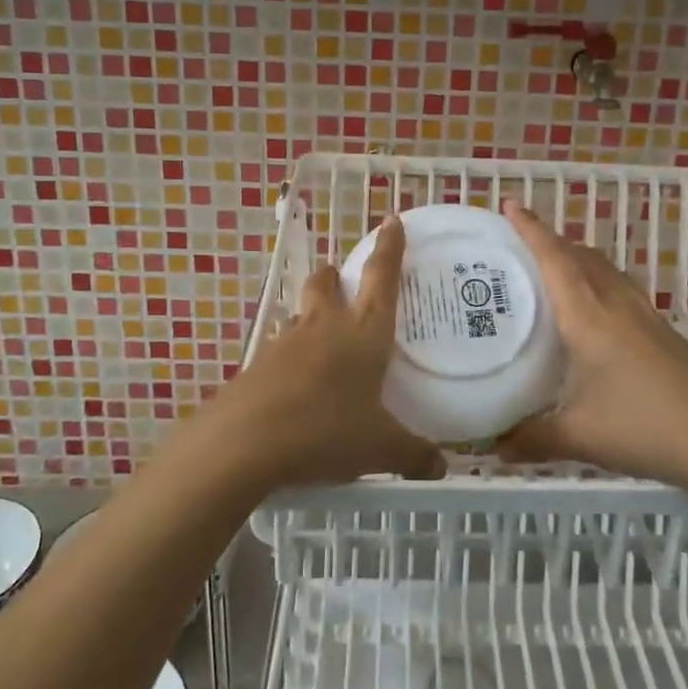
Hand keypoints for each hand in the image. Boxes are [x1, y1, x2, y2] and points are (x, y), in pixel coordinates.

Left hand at [204, 213, 445, 490]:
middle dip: (336, 275)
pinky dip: (293, 356)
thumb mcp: (379, 448)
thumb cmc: (326, 431)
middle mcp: (325, 326)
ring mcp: (287, 342)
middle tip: (344, 282)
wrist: (245, 443)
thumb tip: (441, 468)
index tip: (393, 220)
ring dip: (313, 315)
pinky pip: (282, 349)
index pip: (382, 277)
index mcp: (364, 333)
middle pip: (327, 282)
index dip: (390, 247)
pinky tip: (299, 386)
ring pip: (302, 313)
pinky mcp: (259, 365)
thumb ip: (413, 455)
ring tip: (325, 342)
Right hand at [497, 200, 687, 488]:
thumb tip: (493, 446)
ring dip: (578, 260)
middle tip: (521, 245)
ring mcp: (645, 317)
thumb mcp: (579, 436)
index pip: (555, 259)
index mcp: (588, 317)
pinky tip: (595, 315)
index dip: (532, 229)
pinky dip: (599, 283)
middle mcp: (616, 305)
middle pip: (582, 256)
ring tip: (554, 272)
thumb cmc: (644, 427)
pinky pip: (621, 290)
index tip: (511, 204)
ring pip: (606, 271)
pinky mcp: (663, 333)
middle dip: (552, 240)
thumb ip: (532, 438)